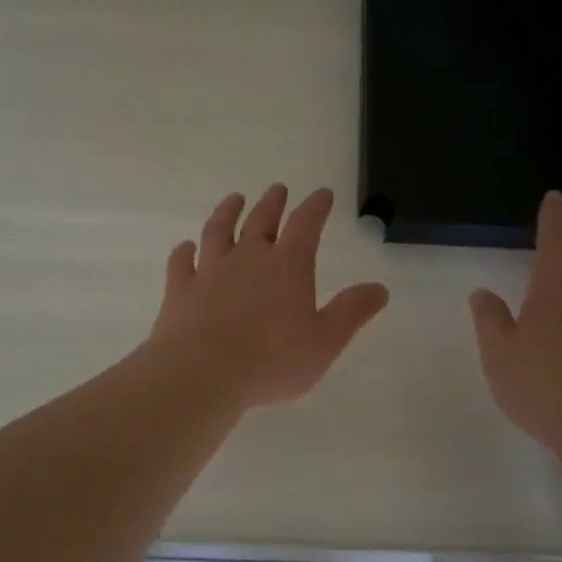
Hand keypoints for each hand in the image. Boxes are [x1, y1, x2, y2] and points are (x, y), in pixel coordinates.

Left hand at [149, 185, 389, 409]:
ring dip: (227, 212)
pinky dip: (184, 252)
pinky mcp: (181, 289)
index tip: (322, 193)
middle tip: (277, 188)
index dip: (316, 206)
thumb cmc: (272, 360)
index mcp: (288, 265)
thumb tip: (380, 288)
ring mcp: (210, 270)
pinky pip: (181, 263)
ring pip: (218, 230)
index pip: (306, 224)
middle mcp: (248, 257)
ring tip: (233, 199)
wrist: (202, 373)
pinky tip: (185, 247)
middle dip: (273, 202)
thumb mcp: (325, 342)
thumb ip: (351, 312)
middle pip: (261, 220)